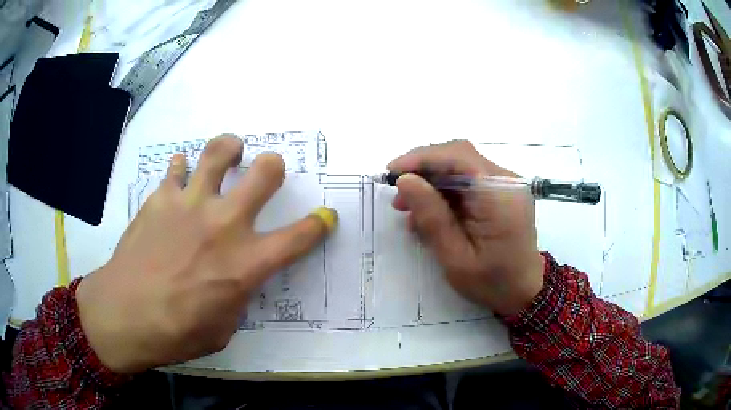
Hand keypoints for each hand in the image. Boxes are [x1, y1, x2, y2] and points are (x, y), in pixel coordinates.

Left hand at [76, 135, 336, 373]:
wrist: (125, 314)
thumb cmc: (178, 332)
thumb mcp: (224, 327)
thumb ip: (238, 296)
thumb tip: (237, 279)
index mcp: (247, 263)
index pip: (299, 237)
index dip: (318, 224)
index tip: (325, 217)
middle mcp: (225, 224)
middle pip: (265, 173)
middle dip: (274, 167)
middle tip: (268, 172)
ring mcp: (191, 204)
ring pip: (219, 152)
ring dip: (230, 149)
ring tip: (230, 152)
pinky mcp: (161, 198)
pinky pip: (177, 169)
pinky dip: (183, 170)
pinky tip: (180, 180)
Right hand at [389, 140, 543, 315]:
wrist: (524, 291)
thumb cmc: (492, 282)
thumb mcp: (456, 258)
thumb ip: (432, 217)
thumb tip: (405, 180)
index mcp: (500, 195)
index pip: (458, 157)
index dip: (422, 158)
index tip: (391, 172)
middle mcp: (506, 181)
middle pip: (459, 156)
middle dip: (424, 169)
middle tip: (398, 195)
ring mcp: (506, 184)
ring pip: (461, 166)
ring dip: (432, 181)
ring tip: (409, 209)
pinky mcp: (501, 191)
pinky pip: (468, 180)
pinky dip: (445, 191)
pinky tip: (430, 212)